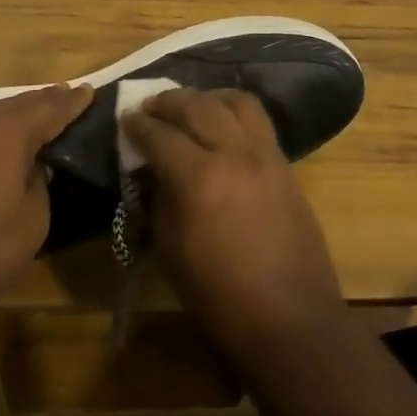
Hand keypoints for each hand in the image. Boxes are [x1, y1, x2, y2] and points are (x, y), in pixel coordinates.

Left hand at [0, 83, 91, 353]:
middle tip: (61, 103)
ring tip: (11, 124)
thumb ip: (38, 185)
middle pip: (16, 103)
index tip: (87, 91)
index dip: (71, 102)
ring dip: (1, 108)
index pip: (50, 109)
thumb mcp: (31, 225)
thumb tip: (31, 166)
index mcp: (9, 134)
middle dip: (41, 102)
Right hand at [124, 88, 345, 362]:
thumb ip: (159, 200)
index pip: (160, 136)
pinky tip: (223, 123)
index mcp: (199, 178)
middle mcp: (234, 153)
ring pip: (235, 101)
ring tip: (192, 105)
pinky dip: (234, 111)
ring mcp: (265, 154)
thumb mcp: (172, 251)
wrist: (290, 318)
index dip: (138, 125)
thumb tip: (153, 172)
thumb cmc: (220, 296)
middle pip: (197, 106)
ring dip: (207, 97)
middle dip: (169, 101)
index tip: (126, 118)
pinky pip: (258, 120)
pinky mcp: (285, 163)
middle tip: (151, 105)